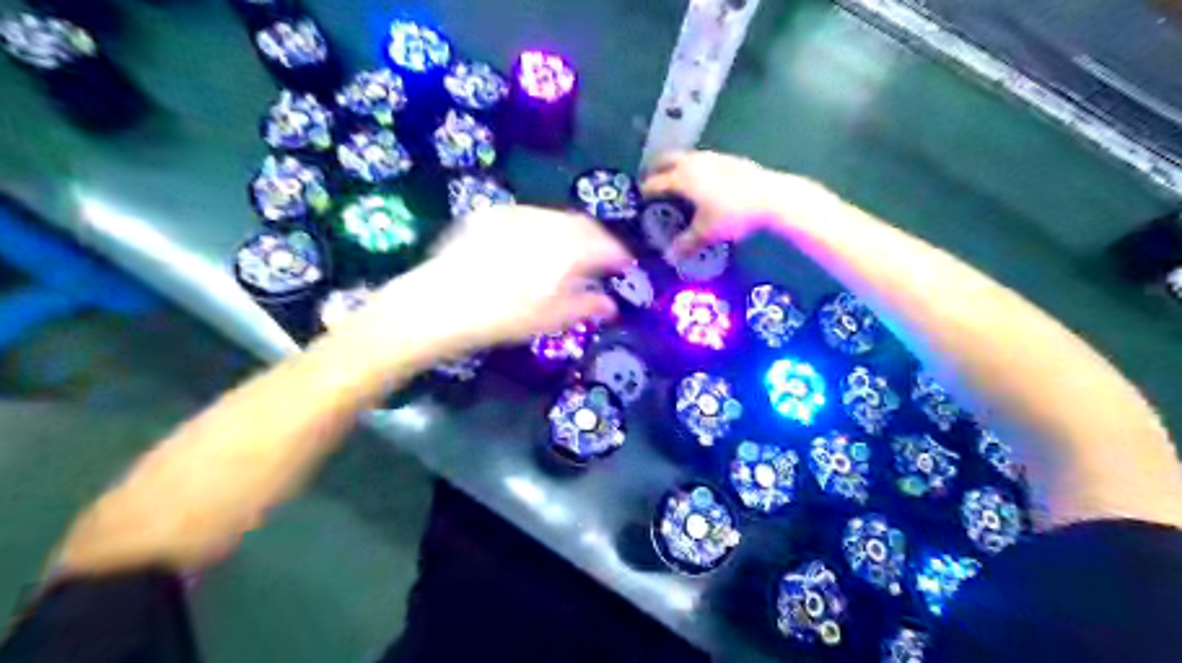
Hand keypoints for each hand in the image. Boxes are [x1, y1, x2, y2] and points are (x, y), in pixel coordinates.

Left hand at [365, 204, 633, 351]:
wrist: (439, 304)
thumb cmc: (501, 317)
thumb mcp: (549, 319)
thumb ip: (586, 306)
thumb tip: (611, 305)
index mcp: (566, 249)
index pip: (604, 245)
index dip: (618, 255)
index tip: (624, 266)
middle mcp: (545, 223)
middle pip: (581, 224)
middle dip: (595, 240)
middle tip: (599, 260)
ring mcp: (515, 214)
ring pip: (554, 217)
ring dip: (568, 233)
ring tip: (567, 254)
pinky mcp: (490, 215)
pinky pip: (527, 217)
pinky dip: (540, 229)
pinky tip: (532, 247)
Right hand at [645, 150, 824, 255]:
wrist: (770, 196)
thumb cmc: (732, 214)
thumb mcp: (707, 233)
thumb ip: (686, 243)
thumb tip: (669, 257)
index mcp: (682, 178)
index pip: (655, 182)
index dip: (645, 191)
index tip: (639, 199)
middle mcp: (693, 162)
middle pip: (666, 160)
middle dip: (655, 170)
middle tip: (651, 183)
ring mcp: (711, 157)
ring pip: (685, 157)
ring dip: (675, 167)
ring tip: (674, 183)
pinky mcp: (727, 158)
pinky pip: (701, 160)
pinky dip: (692, 168)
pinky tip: (702, 183)